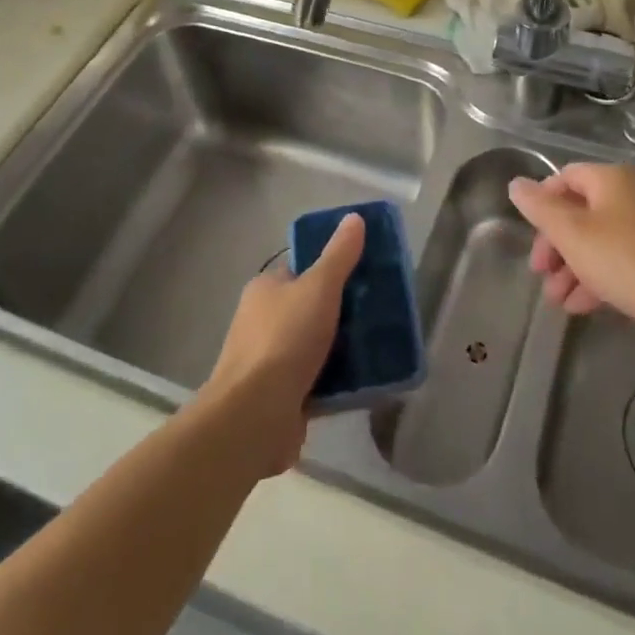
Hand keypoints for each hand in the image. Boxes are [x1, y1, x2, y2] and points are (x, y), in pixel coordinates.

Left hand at [197, 213, 363, 478]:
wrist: (254, 416)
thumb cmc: (285, 340)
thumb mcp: (319, 288)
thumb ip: (339, 255)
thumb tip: (354, 217)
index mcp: (266, 289)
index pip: (301, 269)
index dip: (331, 268)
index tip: (365, 274)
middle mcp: (262, 322)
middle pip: (310, 308)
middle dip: (342, 312)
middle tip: (378, 312)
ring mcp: (269, 362)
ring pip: (315, 346)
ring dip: (342, 349)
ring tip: (379, 345)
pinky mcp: (280, 397)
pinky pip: (316, 381)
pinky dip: (337, 381)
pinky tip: (365, 381)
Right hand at [508, 164, 634, 342]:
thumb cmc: (624, 261)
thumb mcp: (571, 233)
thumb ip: (539, 207)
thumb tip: (516, 184)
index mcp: (612, 179)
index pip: (565, 177)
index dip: (542, 203)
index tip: (530, 235)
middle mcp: (632, 194)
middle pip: (580, 211)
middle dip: (555, 244)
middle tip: (540, 272)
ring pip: (597, 240)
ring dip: (571, 267)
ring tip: (557, 299)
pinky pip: (617, 259)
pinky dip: (595, 277)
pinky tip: (580, 306)